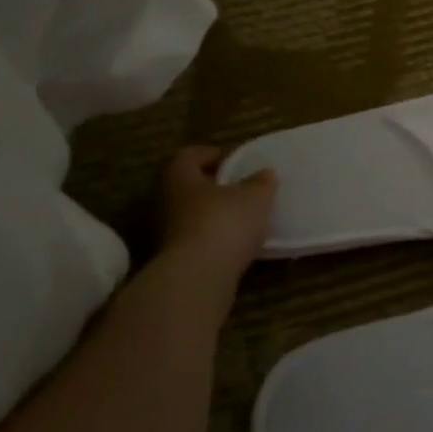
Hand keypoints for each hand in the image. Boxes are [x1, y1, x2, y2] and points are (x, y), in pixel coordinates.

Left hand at [160, 145, 276, 282]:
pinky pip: (197, 238)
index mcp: (180, 176)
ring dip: (215, 213)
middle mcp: (167, 200)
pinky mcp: (176, 259)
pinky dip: (215, 237)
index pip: (189, 155)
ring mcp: (167, 232)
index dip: (212, 154)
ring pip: (193, 213)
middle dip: (214, 185)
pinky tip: (237, 242)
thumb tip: (265, 173)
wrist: (199, 277)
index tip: (235, 161)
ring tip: (244, 217)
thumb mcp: (255, 197)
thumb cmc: (225, 223)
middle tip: (242, 187)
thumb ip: (261, 183)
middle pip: (189, 185)